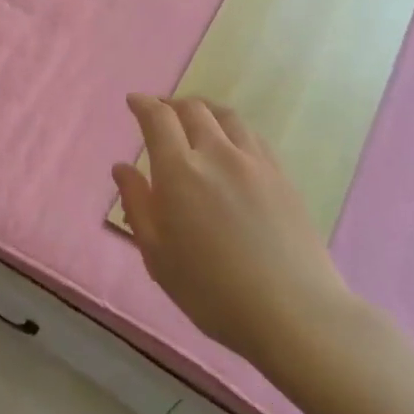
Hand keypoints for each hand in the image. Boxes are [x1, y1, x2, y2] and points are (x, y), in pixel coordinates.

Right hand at [114, 95, 353, 370]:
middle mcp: (217, 154)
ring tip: (195, 118)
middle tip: (160, 112)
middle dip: (171, 104)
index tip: (133, 101)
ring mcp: (255, 162)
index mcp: (180, 171)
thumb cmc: (211, 290)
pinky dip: (231, 128)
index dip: (143, 105)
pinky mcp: (282, 176)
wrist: (292, 311)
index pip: (158, 119)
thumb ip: (137, 204)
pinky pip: (252, 136)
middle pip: (193, 109)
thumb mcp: (157, 254)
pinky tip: (231, 144)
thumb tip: (121, 168)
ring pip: (226, 117)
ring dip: (204, 109)